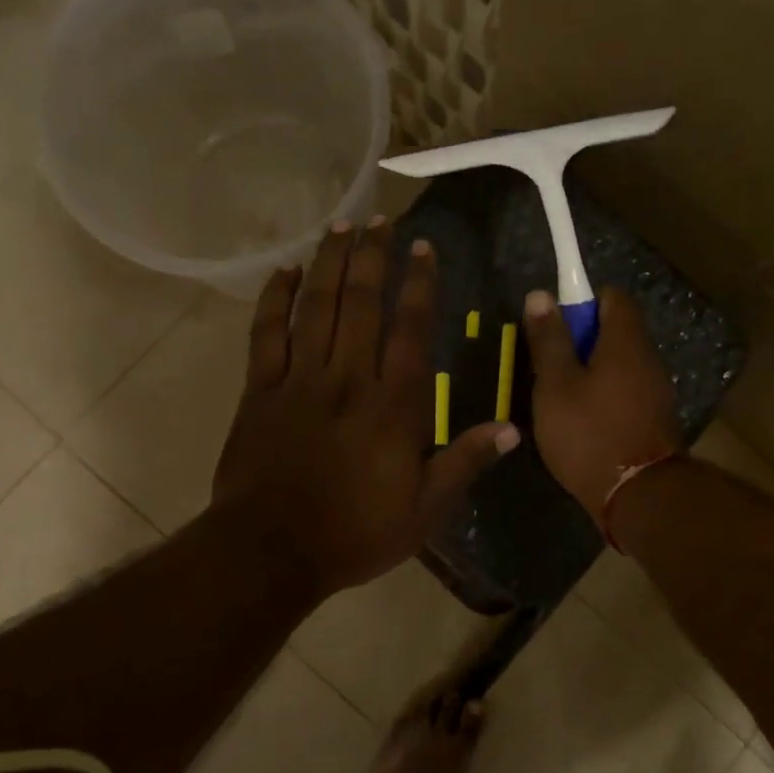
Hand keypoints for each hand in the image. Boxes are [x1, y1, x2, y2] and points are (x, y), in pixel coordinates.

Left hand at [213, 219, 518, 598]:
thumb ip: (465, 462)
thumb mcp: (424, 509)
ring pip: (317, 307)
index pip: (411, 330)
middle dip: (375, 257)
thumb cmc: (355, 533)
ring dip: (331, 263)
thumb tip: (513, 429)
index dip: (420, 284)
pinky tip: (285, 271)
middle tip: (382, 220)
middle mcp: (348, 379)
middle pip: (363, 304)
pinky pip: (266, 334)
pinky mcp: (260, 391)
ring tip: (342, 226)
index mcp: (393, 406)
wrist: (271, 552)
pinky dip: (274, 299)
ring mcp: (300, 380)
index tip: (425, 248)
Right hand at [523, 286, 680, 523]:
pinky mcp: (655, 420)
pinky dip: (606, 396)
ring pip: (621, 365)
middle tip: (550, 366)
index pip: (613, 297)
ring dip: (592, 372)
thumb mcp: (555, 385)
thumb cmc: (589, 433)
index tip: (557, 324)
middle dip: (583, 341)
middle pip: (617, 332)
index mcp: (626, 343)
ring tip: (561, 398)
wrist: (637, 496)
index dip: (583, 301)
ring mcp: (656, 392)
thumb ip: (549, 340)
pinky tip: (583, 422)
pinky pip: (627, 392)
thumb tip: (541, 295)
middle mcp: (648, 360)